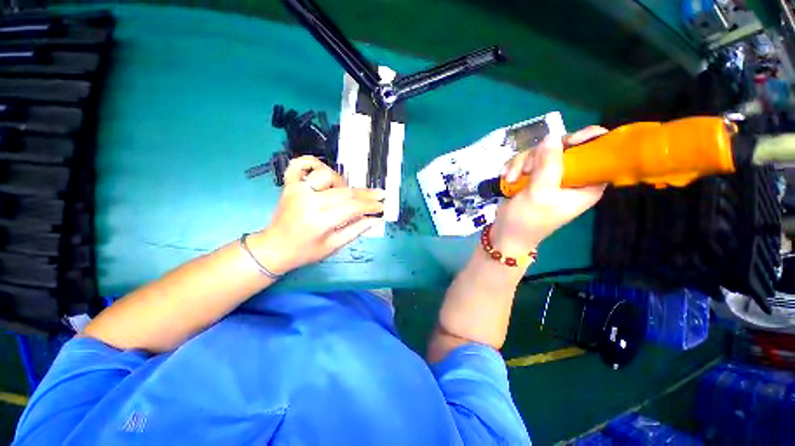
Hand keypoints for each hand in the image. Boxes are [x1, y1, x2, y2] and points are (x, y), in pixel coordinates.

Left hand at [249, 156, 383, 273]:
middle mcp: (308, 201)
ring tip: (346, 193)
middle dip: (366, 194)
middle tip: (379, 196)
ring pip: (328, 175)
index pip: (353, 207)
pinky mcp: (289, 185)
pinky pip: (299, 165)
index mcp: (319, 221)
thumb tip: (375, 219)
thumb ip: (356, 230)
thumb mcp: (333, 246)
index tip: (382, 206)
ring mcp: (297, 190)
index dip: (370, 206)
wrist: (274, 248)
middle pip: (345, 191)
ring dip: (342, 183)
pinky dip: (310, 162)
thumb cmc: (304, 252)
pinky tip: (320, 170)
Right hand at [491, 126, 607, 253]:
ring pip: (540, 152)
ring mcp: (550, 176)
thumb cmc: (527, 220)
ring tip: (512, 179)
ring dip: (521, 163)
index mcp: (586, 184)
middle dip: (540, 155)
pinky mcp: (533, 177)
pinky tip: (507, 178)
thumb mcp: (539, 193)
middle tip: (526, 169)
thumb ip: (548, 165)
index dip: (587, 141)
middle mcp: (572, 177)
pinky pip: (526, 160)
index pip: (598, 153)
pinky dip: (514, 167)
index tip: (567, 142)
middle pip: (564, 147)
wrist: (505, 233)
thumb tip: (552, 136)